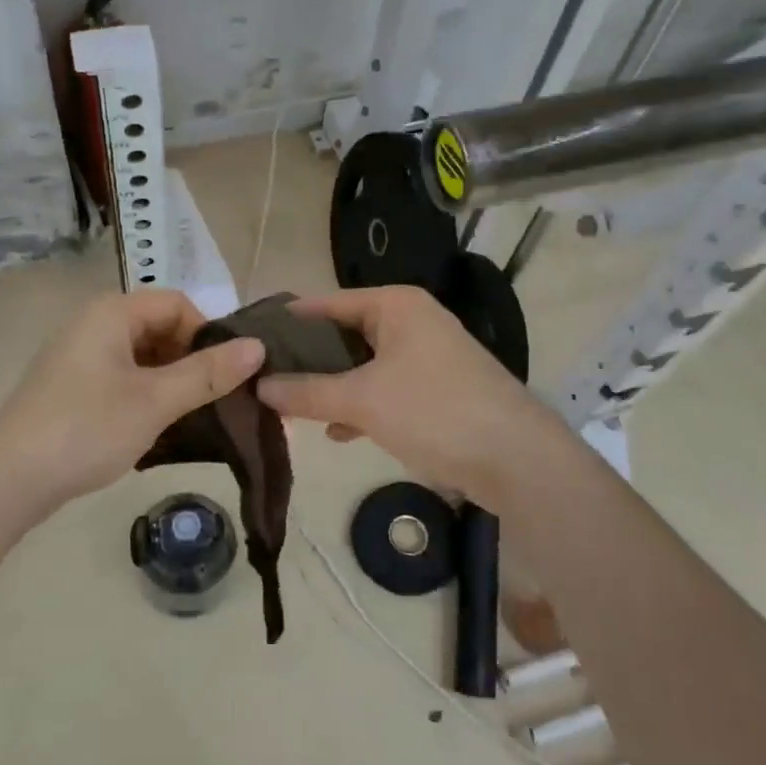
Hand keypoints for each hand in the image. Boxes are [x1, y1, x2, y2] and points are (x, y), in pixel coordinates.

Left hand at [0, 290, 264, 512]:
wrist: (10, 480)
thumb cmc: (87, 428)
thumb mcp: (156, 400)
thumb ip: (208, 372)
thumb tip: (258, 346)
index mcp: (112, 312)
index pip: (177, 304)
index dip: (208, 333)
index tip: (224, 375)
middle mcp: (93, 324)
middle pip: (160, 328)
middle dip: (191, 361)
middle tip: (213, 401)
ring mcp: (79, 357)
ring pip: (143, 357)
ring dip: (171, 382)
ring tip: (190, 419)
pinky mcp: (72, 387)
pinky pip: (122, 378)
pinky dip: (146, 396)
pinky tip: (157, 429)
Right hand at [256, 286, 558, 508]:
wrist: (516, 460)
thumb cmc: (434, 411)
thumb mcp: (361, 399)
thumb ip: (306, 391)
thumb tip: (258, 386)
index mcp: (396, 306)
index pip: (326, 304)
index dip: (288, 323)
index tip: (249, 343)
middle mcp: (411, 322)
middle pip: (344, 335)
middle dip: (307, 361)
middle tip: (264, 380)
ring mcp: (426, 357)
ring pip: (362, 366)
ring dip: (330, 387)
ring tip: (288, 407)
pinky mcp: (435, 392)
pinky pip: (383, 390)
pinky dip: (359, 406)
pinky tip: (335, 431)